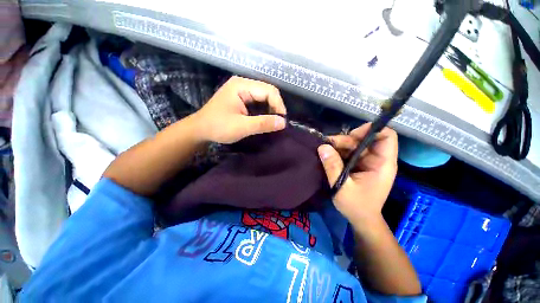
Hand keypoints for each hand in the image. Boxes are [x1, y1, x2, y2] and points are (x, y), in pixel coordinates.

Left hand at [194, 76, 286, 143]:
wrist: (200, 130)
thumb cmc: (218, 127)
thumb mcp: (242, 127)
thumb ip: (263, 124)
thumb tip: (283, 122)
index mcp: (241, 86)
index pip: (269, 90)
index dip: (279, 105)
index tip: (282, 121)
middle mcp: (242, 84)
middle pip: (267, 92)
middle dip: (275, 107)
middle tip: (278, 123)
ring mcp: (241, 91)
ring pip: (264, 97)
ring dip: (270, 110)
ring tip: (273, 123)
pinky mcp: (241, 98)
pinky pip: (258, 102)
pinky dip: (264, 111)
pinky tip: (265, 120)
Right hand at [318, 124, 397, 224]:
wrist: (361, 219)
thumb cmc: (356, 206)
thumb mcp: (342, 187)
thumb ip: (333, 167)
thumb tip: (323, 147)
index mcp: (382, 164)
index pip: (387, 137)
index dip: (371, 130)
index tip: (350, 134)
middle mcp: (376, 159)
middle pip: (365, 139)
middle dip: (346, 140)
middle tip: (328, 145)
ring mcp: (367, 162)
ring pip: (355, 144)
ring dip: (339, 145)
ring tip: (325, 150)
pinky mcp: (358, 165)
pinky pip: (349, 152)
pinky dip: (338, 151)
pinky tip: (328, 155)